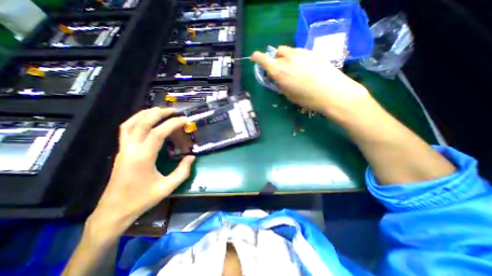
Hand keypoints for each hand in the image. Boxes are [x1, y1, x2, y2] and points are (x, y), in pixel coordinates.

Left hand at [88, 107, 196, 236]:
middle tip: (173, 110)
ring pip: (130, 123)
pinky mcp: (121, 151)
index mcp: (143, 157)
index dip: (173, 123)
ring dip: (145, 113)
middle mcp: (130, 149)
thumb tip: (191, 157)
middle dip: (159, 113)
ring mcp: (123, 149)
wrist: (114, 211)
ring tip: (160, 110)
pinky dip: (135, 120)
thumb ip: (183, 171)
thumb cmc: (142, 199)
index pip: (158, 132)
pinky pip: (126, 129)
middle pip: (142, 123)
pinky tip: (145, 120)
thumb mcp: (168, 187)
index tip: (185, 119)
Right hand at [252, 46, 370, 119]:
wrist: (333, 93)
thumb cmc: (308, 99)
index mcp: (279, 72)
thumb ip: (281, 84)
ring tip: (294, 69)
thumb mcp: (290, 96)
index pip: (263, 59)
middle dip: (275, 60)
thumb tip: (278, 79)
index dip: (257, 57)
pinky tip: (305, 67)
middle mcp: (288, 59)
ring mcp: (301, 53)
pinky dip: (297, 58)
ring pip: (288, 51)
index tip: (254, 58)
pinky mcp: (313, 52)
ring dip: (286, 58)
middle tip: (281, 70)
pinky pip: (299, 52)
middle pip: (276, 53)